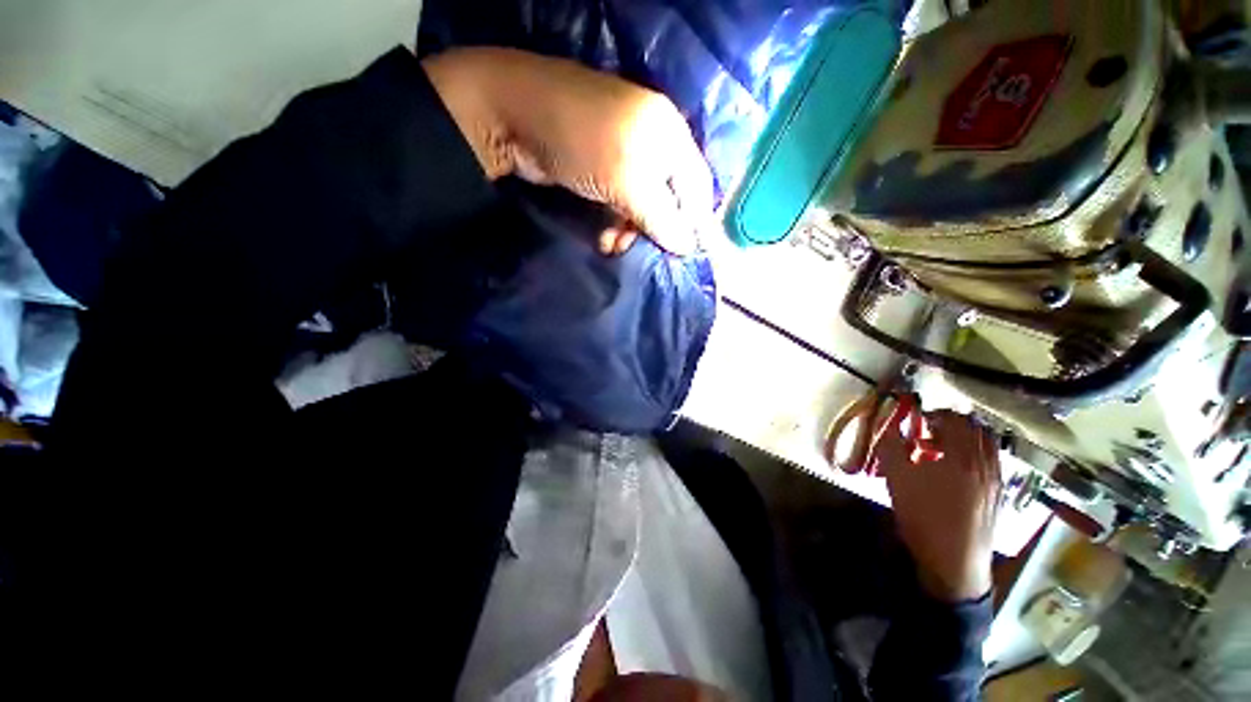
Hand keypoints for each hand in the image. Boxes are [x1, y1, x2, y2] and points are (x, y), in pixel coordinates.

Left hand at [422, 48, 713, 255]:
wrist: (513, 118)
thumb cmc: (582, 142)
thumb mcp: (628, 181)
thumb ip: (661, 216)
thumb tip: (687, 247)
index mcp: (669, 133)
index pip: (696, 185)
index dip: (695, 221)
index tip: (685, 254)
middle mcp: (652, 141)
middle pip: (669, 197)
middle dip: (656, 230)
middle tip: (645, 253)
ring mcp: (624, 154)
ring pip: (643, 204)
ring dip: (632, 231)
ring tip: (615, 248)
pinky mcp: (601, 168)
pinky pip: (620, 202)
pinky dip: (615, 223)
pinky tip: (606, 240)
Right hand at [873, 410, 1001, 600]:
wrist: (954, 562)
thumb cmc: (923, 518)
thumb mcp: (897, 480)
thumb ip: (892, 447)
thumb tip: (891, 425)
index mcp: (960, 456)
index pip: (954, 419)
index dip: (934, 413)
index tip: (918, 420)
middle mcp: (984, 462)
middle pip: (976, 427)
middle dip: (953, 422)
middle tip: (932, 429)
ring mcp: (996, 478)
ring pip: (988, 443)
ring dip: (968, 435)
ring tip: (947, 445)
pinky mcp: (999, 493)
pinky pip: (993, 459)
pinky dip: (978, 451)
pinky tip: (961, 466)